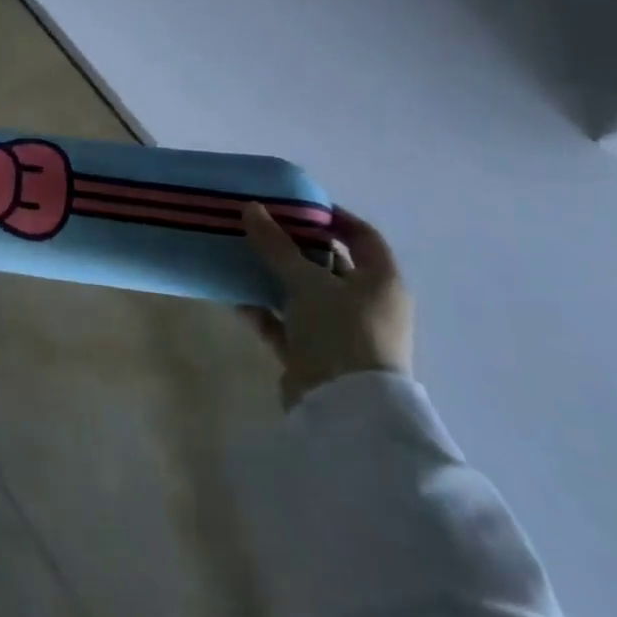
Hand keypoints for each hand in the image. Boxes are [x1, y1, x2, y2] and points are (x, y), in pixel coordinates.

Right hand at [239, 204, 412, 407]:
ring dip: (274, 278)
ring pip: (304, 294)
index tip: (296, 205)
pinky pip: (286, 324)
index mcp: (381, 282)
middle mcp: (366, 305)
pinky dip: (264, 310)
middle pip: (329, 264)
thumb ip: (276, 245)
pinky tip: (235, 296)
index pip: (363, 237)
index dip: (333, 217)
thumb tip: (251, 208)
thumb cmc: (340, 332)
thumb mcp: (307, 281)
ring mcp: (341, 332)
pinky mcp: (315, 356)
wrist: (344, 411)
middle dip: (294, 246)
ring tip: (240, 256)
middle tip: (259, 226)